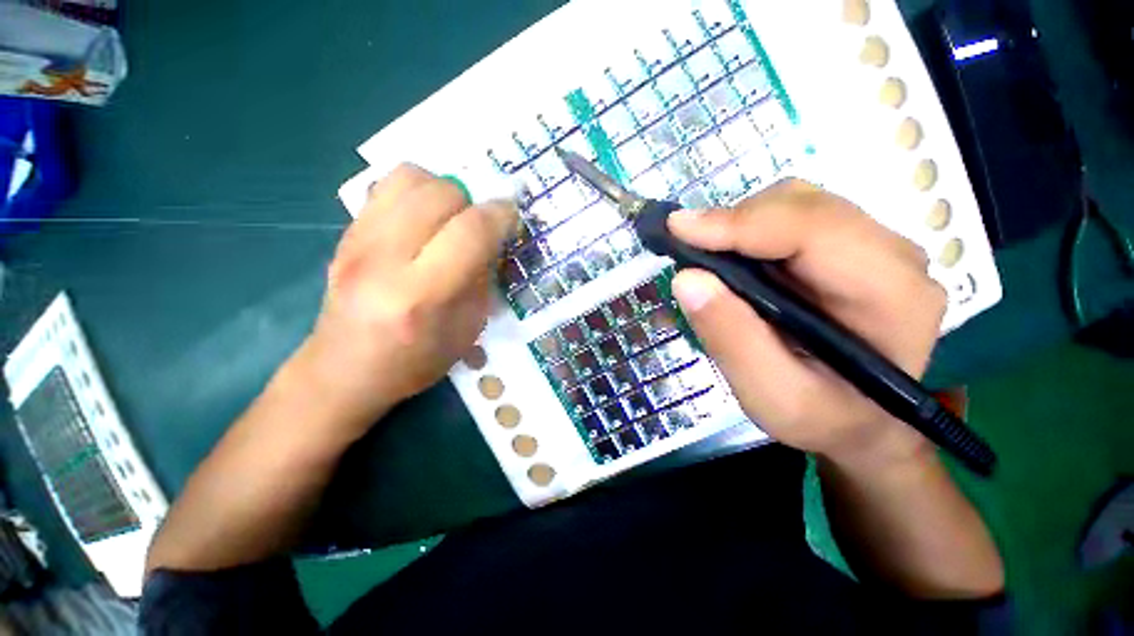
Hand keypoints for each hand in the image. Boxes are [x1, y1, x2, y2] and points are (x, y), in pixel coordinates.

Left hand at [291, 164, 515, 441]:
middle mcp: (384, 260)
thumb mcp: (467, 329)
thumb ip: (482, 279)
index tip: (510, 218)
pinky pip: (386, 185)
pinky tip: (423, 219)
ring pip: (409, 177)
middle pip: (440, 194)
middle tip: (478, 225)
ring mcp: (356, 241)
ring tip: (450, 217)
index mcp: (422, 295)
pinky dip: (416, 192)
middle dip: (472, 202)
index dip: (499, 216)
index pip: (470, 232)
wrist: (344, 370)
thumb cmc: (415, 360)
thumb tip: (492, 238)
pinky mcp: (343, 233)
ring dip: (442, 190)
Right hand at [669, 180, 945, 465]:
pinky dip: (750, 229)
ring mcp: (874, 246)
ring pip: (797, 203)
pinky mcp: (849, 247)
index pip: (816, 231)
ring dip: (741, 224)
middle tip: (687, 248)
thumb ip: (732, 339)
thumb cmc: (823, 419)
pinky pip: (793, 217)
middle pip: (806, 206)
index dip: (742, 224)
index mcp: (892, 297)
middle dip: (736, 221)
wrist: (860, 422)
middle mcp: (894, 256)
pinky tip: (731, 257)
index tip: (678, 229)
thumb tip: (687, 278)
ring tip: (707, 257)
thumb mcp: (772, 396)